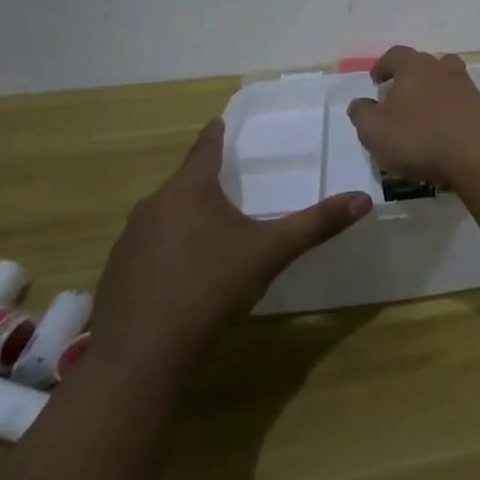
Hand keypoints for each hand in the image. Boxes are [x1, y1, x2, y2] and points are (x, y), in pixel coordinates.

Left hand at [88, 119, 370, 382]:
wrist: (139, 358)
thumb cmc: (209, 289)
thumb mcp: (271, 253)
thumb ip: (316, 224)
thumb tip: (363, 199)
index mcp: (189, 190)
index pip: (205, 147)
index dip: (216, 134)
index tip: (221, 122)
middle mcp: (153, 205)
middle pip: (184, 183)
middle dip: (206, 183)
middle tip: (232, 185)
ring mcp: (129, 241)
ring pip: (164, 216)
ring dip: (186, 218)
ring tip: (211, 232)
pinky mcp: (115, 274)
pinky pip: (148, 248)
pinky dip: (167, 250)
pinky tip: (183, 275)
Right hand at [347, 46, 479, 184]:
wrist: (479, 154)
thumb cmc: (420, 137)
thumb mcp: (375, 130)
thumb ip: (362, 114)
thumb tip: (360, 103)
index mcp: (415, 65)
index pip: (395, 55)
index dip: (383, 66)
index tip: (375, 80)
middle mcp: (442, 67)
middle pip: (423, 65)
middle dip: (408, 78)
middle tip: (397, 98)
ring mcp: (466, 86)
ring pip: (444, 82)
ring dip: (431, 94)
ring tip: (419, 116)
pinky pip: (458, 103)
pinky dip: (447, 112)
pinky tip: (441, 132)